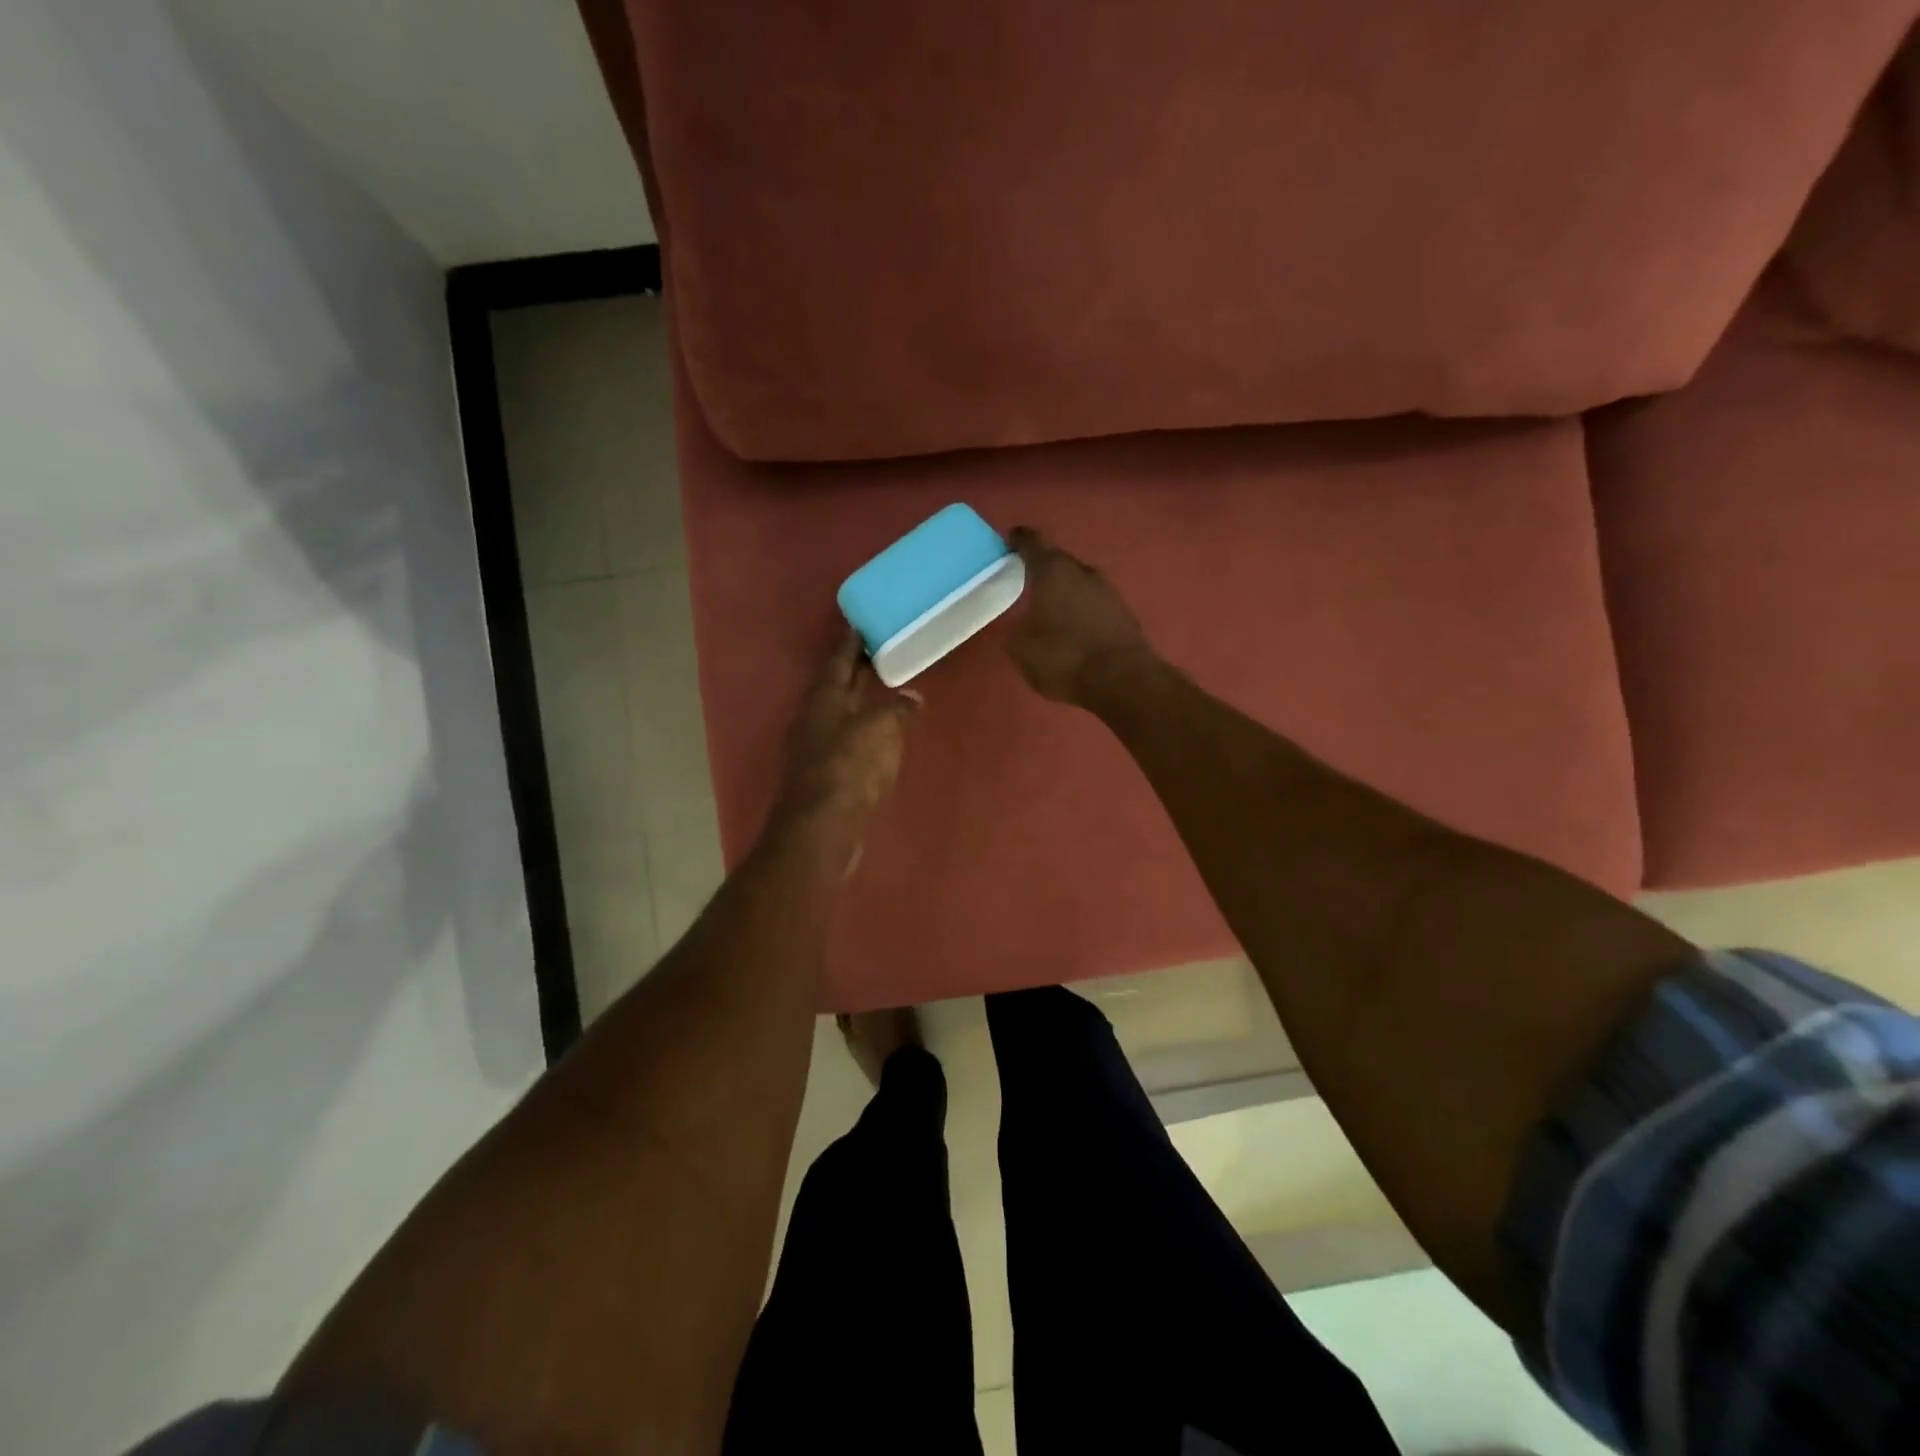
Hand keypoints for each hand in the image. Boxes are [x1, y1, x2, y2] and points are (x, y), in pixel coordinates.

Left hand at [770, 630, 917, 873]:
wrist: (823, 828)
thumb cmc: (850, 768)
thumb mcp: (880, 729)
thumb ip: (897, 709)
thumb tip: (912, 698)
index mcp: (824, 698)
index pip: (838, 659)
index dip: (850, 640)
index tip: (860, 621)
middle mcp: (816, 718)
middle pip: (838, 684)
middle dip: (857, 667)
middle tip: (881, 647)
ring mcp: (817, 748)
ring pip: (843, 712)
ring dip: (861, 698)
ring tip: (887, 685)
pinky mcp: (827, 774)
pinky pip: (849, 739)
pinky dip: (865, 728)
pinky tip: (882, 732)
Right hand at [1007, 527, 1152, 705]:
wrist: (1122, 680)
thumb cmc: (1063, 656)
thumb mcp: (1021, 648)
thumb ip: (1014, 629)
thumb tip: (1017, 624)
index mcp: (1053, 571)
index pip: (1033, 543)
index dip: (1020, 540)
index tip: (1010, 539)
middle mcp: (1083, 572)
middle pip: (1059, 561)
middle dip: (1042, 567)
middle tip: (1024, 578)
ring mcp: (1108, 591)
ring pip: (1079, 582)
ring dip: (1064, 590)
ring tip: (1047, 605)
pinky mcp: (1124, 613)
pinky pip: (1094, 603)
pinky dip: (1080, 609)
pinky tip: (1072, 625)